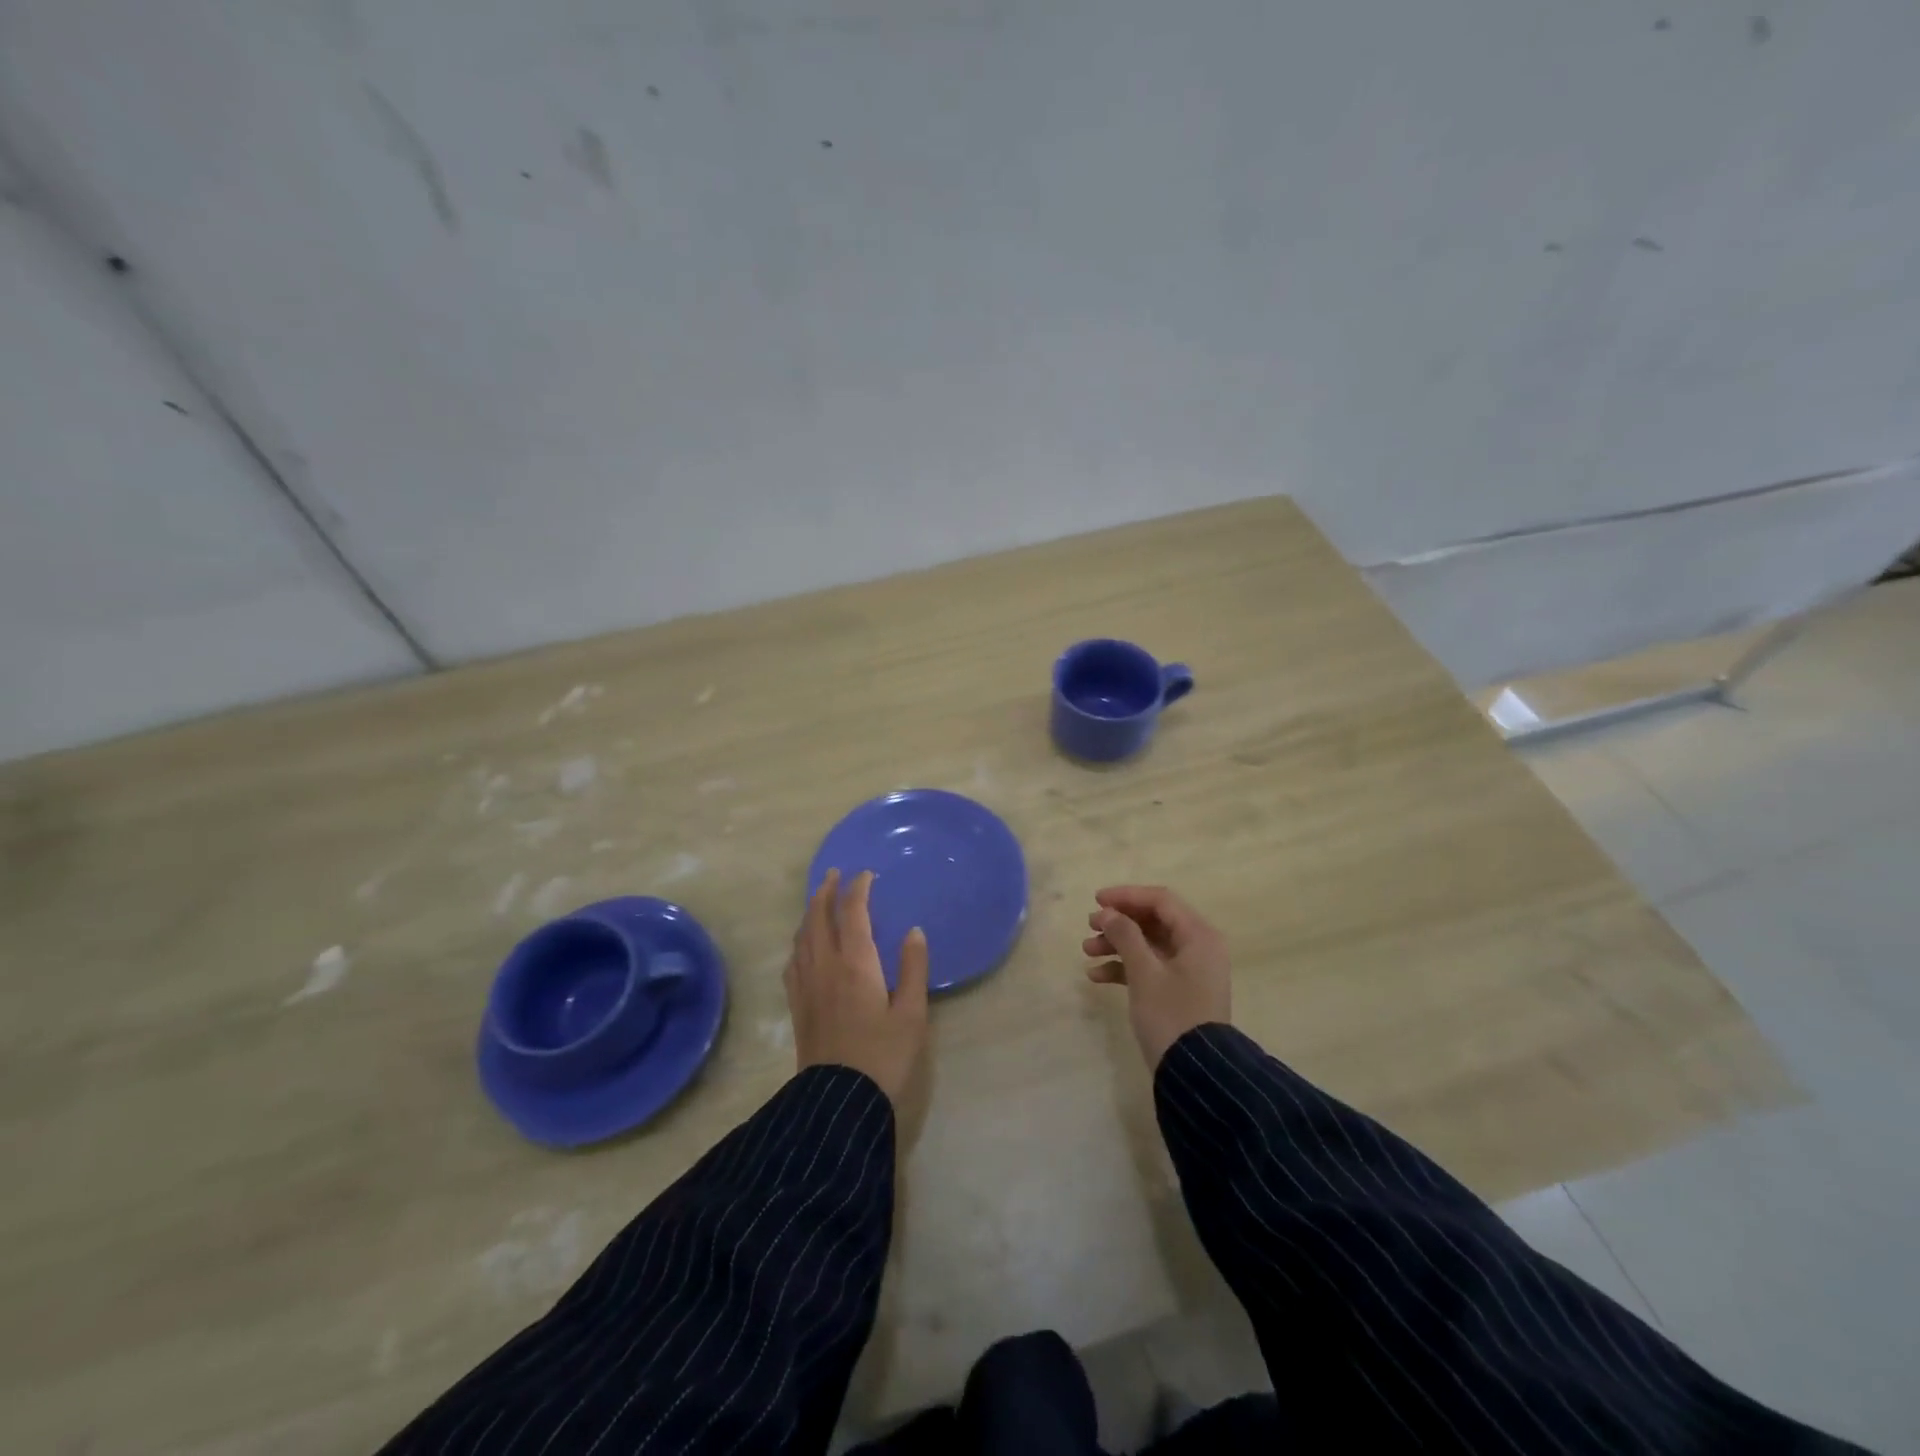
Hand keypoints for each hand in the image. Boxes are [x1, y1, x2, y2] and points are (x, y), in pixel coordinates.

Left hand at [786, 868, 929, 1107]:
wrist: (839, 1102)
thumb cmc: (883, 1056)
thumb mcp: (911, 1014)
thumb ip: (913, 969)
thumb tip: (914, 932)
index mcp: (855, 963)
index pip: (852, 913)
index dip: (857, 889)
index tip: (866, 874)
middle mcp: (825, 966)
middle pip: (819, 917)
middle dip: (826, 892)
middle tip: (834, 874)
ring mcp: (806, 985)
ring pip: (802, 936)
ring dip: (810, 912)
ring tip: (818, 900)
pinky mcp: (797, 1005)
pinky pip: (793, 960)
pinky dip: (799, 940)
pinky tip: (803, 945)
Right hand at [1083, 884, 1230, 1068]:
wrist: (1196, 1073)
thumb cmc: (1171, 1014)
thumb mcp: (1144, 972)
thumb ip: (1125, 935)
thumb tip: (1107, 912)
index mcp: (1198, 936)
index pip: (1160, 900)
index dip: (1127, 896)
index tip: (1096, 900)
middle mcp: (1197, 947)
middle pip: (1153, 921)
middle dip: (1119, 922)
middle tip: (1089, 925)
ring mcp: (1188, 971)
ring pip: (1148, 944)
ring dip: (1117, 944)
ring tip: (1087, 951)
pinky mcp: (1178, 991)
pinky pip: (1149, 967)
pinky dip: (1124, 968)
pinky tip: (1096, 976)